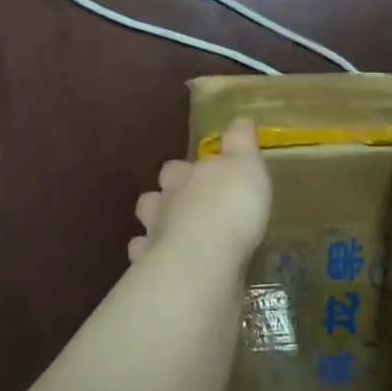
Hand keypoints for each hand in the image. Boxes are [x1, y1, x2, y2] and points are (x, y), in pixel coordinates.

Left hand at [128, 118, 271, 265]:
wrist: (205, 258)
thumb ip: (241, 143)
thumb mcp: (247, 165)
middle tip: (182, 206)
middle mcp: (165, 204)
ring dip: (155, 229)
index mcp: (185, 177)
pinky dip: (150, 261)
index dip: (185, 170)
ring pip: (145, 228)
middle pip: (154, 197)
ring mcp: (155, 239)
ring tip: (171, 237)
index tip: (199, 175)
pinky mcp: (153, 271)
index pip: (177, 168)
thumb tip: (240, 119)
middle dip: (164, 198)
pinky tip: (164, 266)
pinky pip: (144, 262)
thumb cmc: (230, 205)